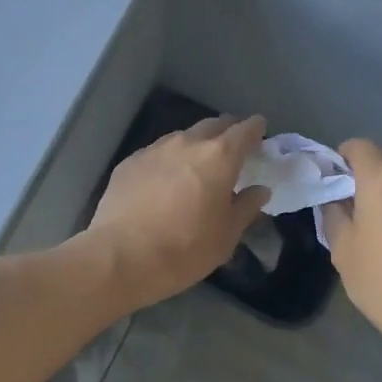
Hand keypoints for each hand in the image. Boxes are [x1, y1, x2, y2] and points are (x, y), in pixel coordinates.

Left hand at [84, 115, 271, 310]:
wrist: (122, 256)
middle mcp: (187, 143)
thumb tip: (259, 190)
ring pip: (183, 136)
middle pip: (212, 125)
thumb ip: (246, 207)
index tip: (260, 130)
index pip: (245, 129)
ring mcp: (155, 149)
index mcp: (219, 157)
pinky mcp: (129, 162)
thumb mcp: (226, 236)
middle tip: (232, 147)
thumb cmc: (185, 249)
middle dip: (226, 131)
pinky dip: (169, 159)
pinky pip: (157, 152)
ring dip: (196, 144)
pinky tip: (165, 179)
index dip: (255, 128)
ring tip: (198, 163)